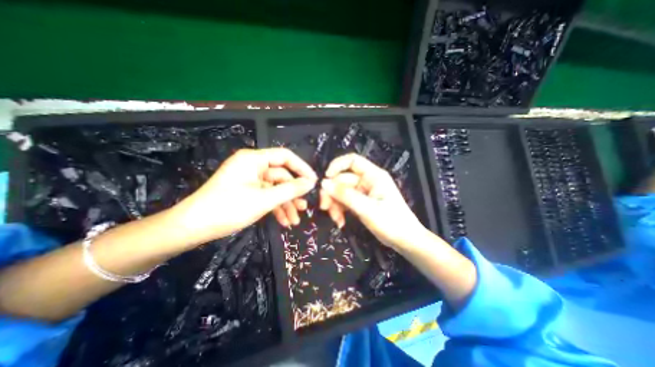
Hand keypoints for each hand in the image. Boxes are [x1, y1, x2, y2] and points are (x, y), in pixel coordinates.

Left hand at [171, 148, 316, 244]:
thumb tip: (311, 183)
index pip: (285, 157)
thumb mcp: (264, 199)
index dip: (302, 168)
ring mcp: (250, 180)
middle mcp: (253, 166)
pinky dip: (276, 208)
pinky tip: (284, 221)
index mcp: (254, 159)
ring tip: (295, 220)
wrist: (192, 228)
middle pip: (282, 176)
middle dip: (293, 194)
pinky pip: (267, 196)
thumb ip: (290, 190)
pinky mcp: (247, 192)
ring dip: (286, 204)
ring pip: (276, 189)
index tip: (314, 182)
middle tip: (305, 207)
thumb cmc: (228, 208)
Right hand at [321, 151, 424, 248]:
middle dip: (332, 193)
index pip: (352, 161)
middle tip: (324, 207)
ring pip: (342, 192)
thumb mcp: (367, 208)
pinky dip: (340, 210)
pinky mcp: (361, 203)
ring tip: (336, 219)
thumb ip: (345, 195)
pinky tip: (340, 222)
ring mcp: (364, 192)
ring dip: (335, 204)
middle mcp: (367, 181)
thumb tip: (324, 183)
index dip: (337, 166)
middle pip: (343, 179)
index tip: (325, 179)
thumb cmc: (391, 222)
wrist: (405, 241)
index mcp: (373, 176)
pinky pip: (345, 201)